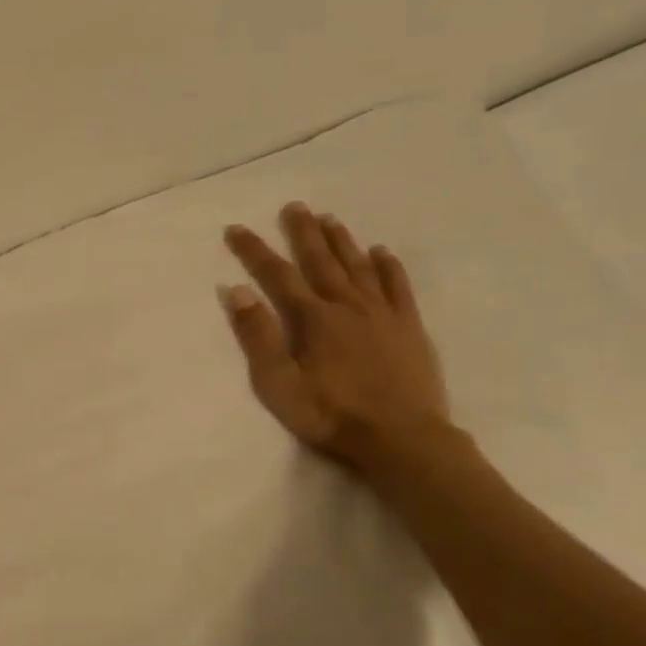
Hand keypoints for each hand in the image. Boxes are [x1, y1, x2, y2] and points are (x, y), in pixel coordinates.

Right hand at [221, 203, 450, 475]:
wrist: (402, 439)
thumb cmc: (331, 415)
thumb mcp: (278, 383)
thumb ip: (257, 336)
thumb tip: (236, 291)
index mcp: (313, 318)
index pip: (276, 275)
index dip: (254, 251)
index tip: (236, 229)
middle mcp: (347, 305)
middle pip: (320, 260)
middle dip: (303, 232)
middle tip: (294, 206)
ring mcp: (382, 314)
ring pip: (358, 266)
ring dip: (341, 241)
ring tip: (329, 218)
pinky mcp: (409, 328)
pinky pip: (398, 287)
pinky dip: (388, 266)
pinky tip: (381, 252)